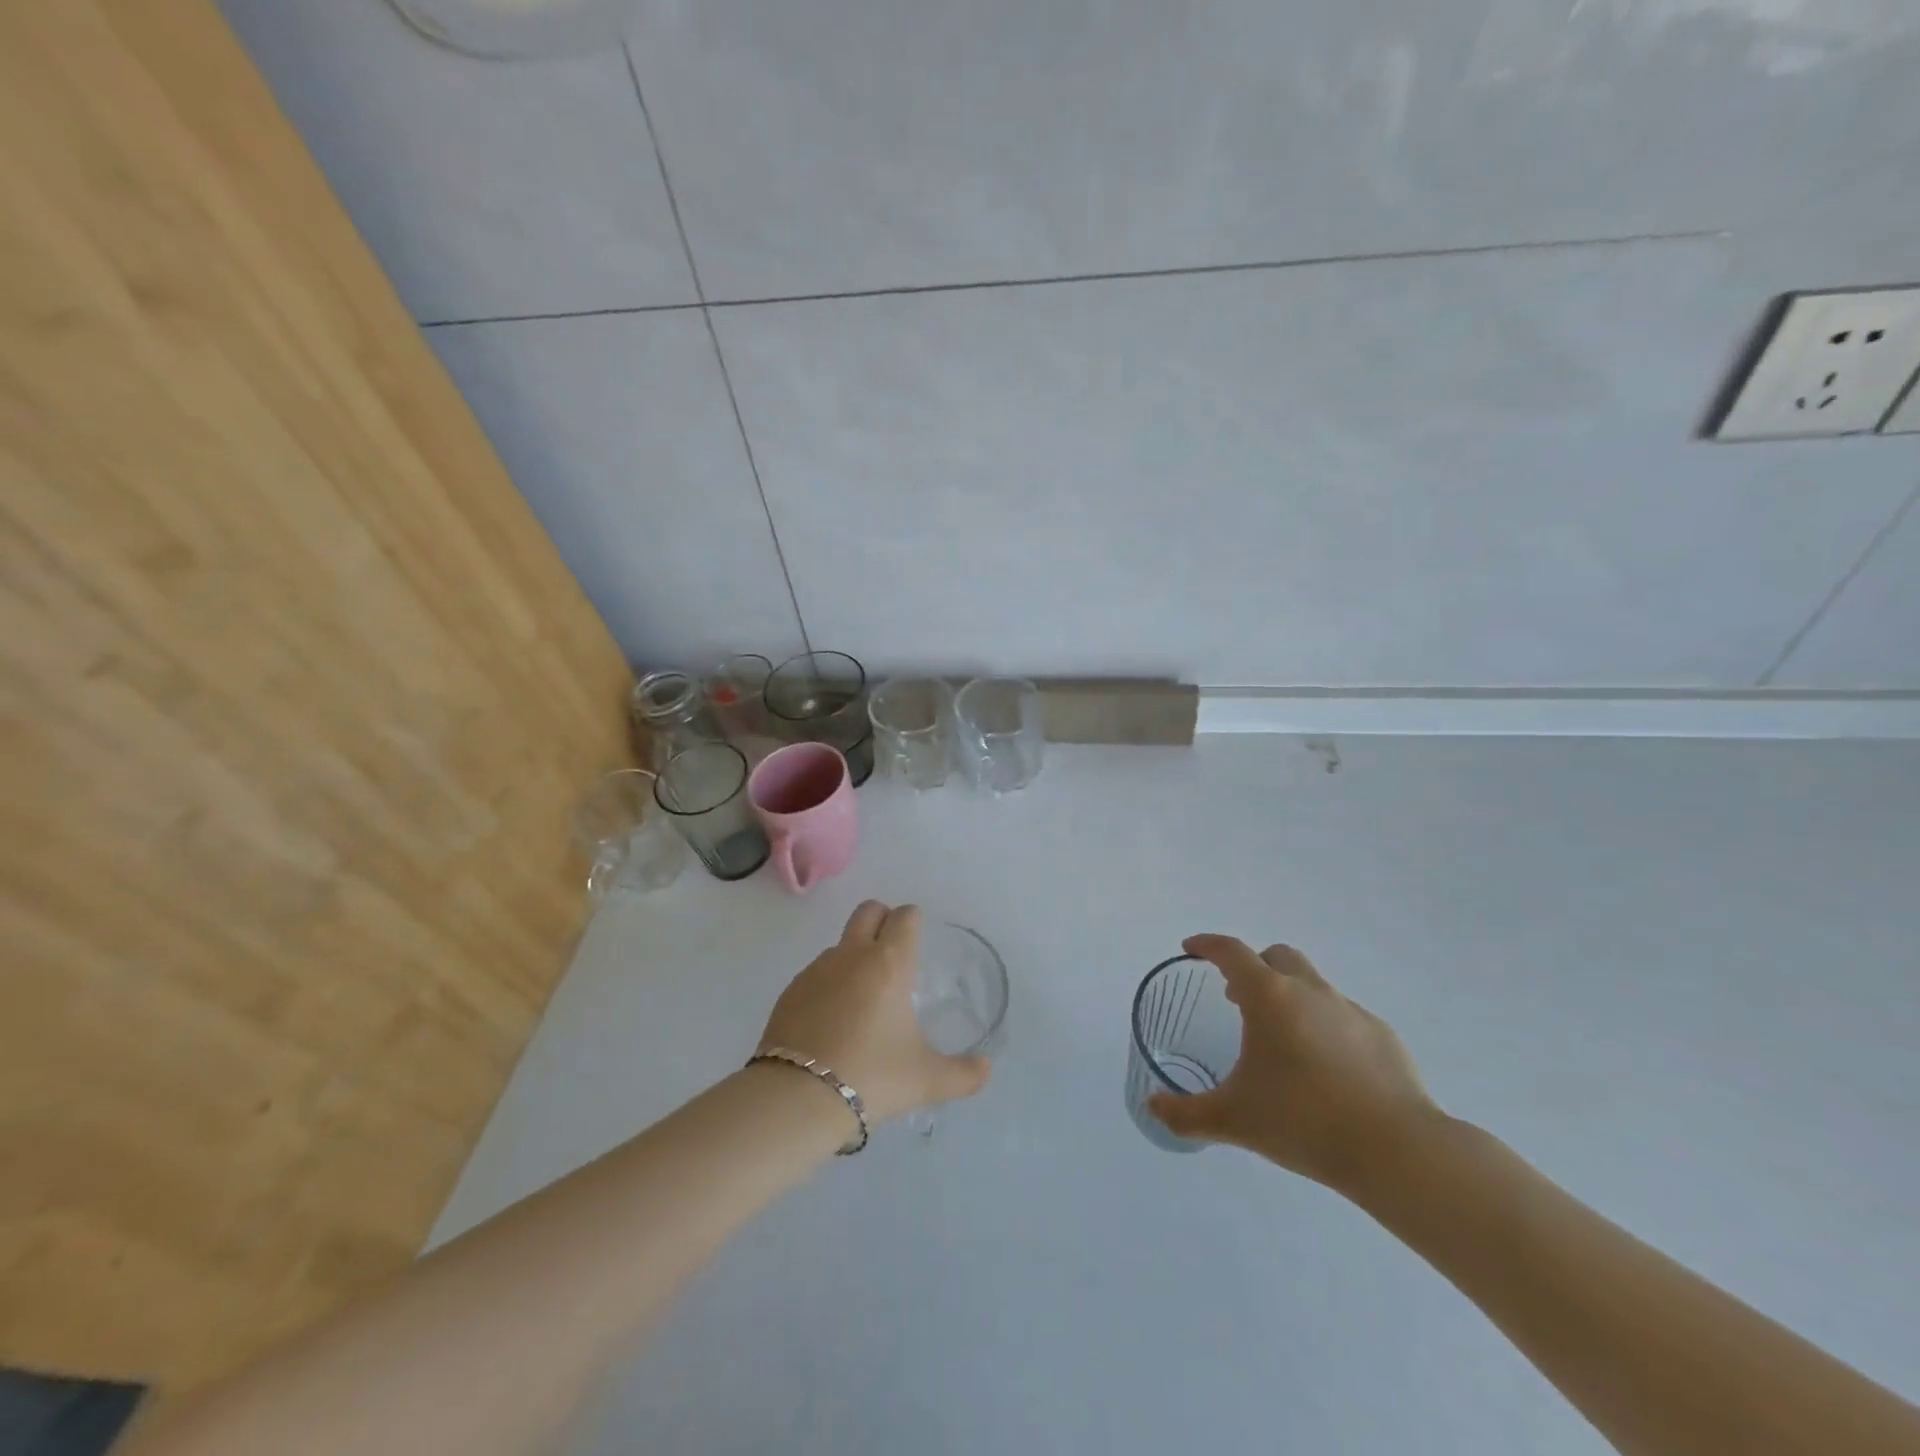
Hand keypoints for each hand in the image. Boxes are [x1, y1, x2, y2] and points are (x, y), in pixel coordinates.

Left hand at [757, 901, 990, 1126]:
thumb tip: (985, 1069)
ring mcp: (816, 970)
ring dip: (854, 957)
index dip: (913, 922)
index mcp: (890, 963)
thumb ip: (963, 1074)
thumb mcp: (926, 1080)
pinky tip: (831, 1022)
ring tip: (862, 1001)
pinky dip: (828, 986)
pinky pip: (816, 974)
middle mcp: (852, 955)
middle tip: (893, 954)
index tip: (918, 941)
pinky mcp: (790, 991)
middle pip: (868, 911)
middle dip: (882, 920)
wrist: (798, 1097)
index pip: (905, 916)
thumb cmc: (873, 1076)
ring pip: (840, 944)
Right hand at [1149, 935, 1440, 1194]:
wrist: (1396, 1151)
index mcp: (1269, 997)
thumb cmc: (1303, 1121)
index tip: (1192, 949)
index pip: (1231, 951)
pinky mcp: (1383, 1037)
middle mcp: (1310, 991)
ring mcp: (1351, 1011)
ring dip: (1290, 996)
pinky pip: (1343, 1017)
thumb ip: (1185, 1113)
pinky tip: (1325, 1068)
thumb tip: (1152, 1106)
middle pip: (1277, 957)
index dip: (1207, 945)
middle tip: (1238, 998)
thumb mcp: (1233, 1120)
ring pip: (1313, 985)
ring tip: (1281, 1039)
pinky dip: (1325, 1027)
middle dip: (1253, 967)